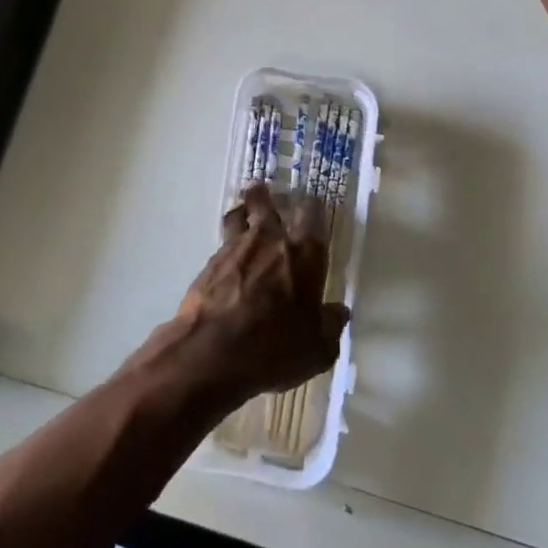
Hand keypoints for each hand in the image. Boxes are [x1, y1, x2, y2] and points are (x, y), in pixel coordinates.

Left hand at [170, 183, 349, 407]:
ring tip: (243, 215)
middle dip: (268, 196)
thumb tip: (338, 312)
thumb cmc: (274, 348)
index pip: (312, 213)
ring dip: (243, 212)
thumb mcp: (317, 348)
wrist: (211, 353)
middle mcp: (270, 239)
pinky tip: (228, 258)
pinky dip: (227, 244)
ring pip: (239, 216)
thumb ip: (330, 325)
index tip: (311, 205)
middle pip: (267, 202)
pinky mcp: (209, 263)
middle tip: (268, 194)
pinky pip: (222, 242)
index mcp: (304, 253)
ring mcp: (235, 247)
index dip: (312, 206)